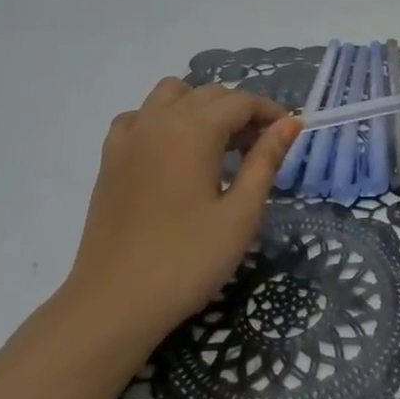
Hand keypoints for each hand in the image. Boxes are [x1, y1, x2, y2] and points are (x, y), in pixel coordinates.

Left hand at [61, 78, 299, 359]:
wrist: (113, 304)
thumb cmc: (186, 261)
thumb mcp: (240, 215)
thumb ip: (265, 161)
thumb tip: (290, 122)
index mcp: (194, 131)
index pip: (241, 101)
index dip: (269, 112)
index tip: (288, 134)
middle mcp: (159, 120)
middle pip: (209, 93)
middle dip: (240, 110)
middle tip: (259, 147)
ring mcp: (129, 136)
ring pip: (171, 94)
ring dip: (200, 105)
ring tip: (216, 143)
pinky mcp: (109, 158)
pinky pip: (139, 115)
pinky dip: (161, 118)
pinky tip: (171, 150)